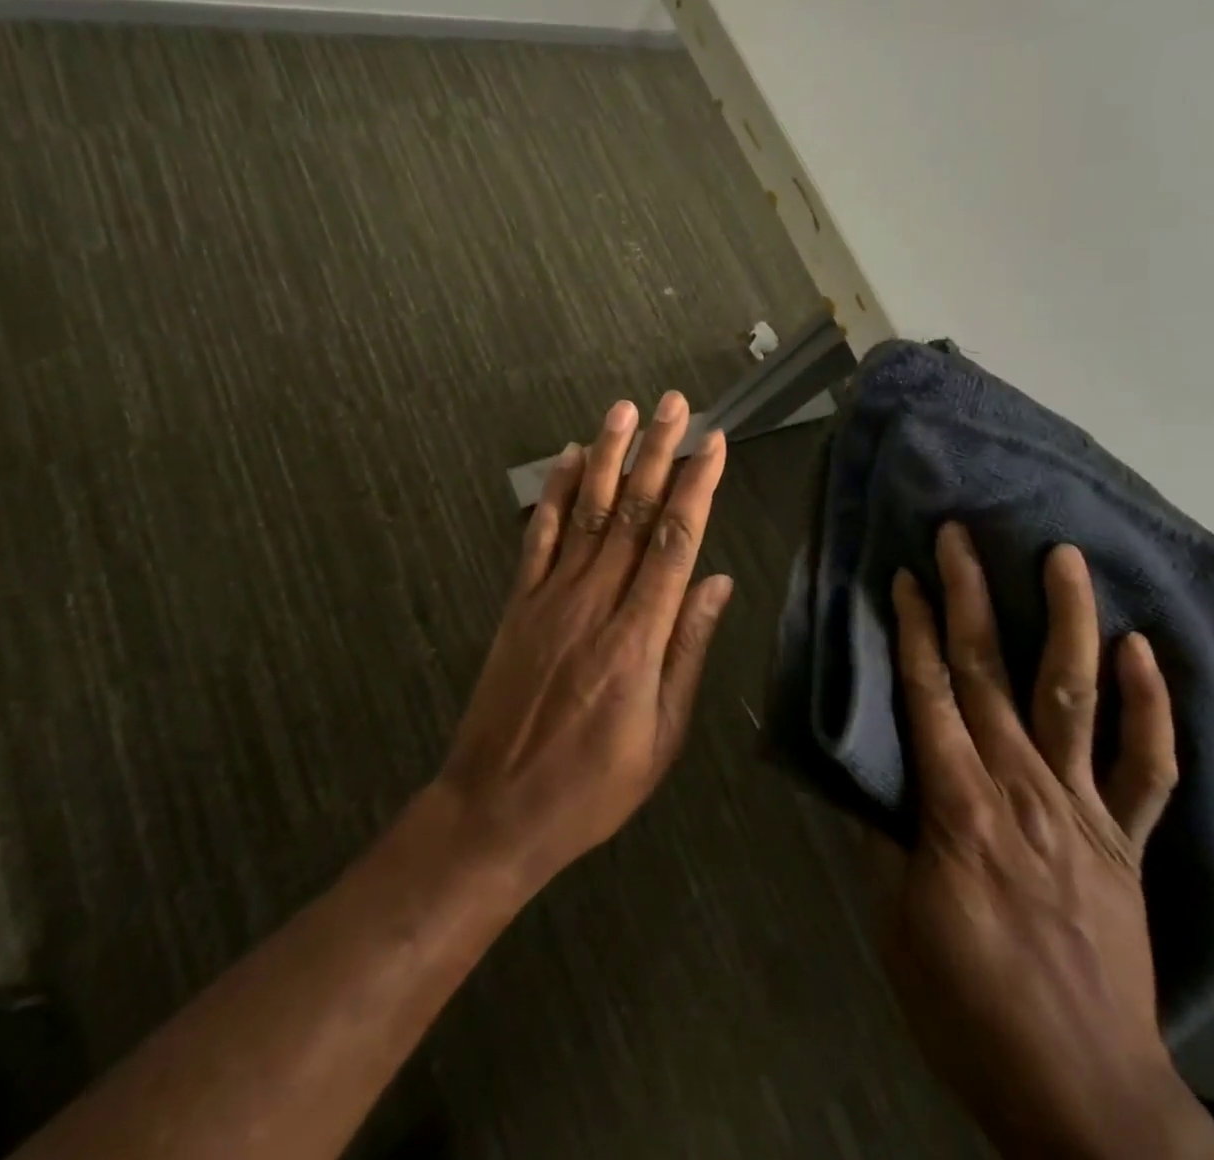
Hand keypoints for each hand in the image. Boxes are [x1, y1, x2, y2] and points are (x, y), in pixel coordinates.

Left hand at [438, 393, 732, 890]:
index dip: (696, 487)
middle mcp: (594, 603)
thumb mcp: (661, 736)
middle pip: (631, 512)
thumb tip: (717, 581)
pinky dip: (552, 493)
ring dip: (606, 456)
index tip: (713, 443)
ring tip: (622, 410)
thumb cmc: (592, 785)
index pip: (674, 542)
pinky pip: (538, 537)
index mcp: (637, 638)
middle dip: (656, 452)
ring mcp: (550, 598)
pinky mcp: (518, 603)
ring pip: (585, 512)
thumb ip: (687, 651)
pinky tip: (565, 458)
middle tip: (673, 404)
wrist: (496, 809)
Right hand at [874, 524, 1213, 1158]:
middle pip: (991, 674)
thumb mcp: (895, 920)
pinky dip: (1151, 706)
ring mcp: (1084, 810)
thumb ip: (878, 833)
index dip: (915, 629)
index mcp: (959, 807)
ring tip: (1063, 557)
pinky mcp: (1126, 840)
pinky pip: (1148, 767)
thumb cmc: (967, 1003)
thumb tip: (857, 766)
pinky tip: (1143, 650)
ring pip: (1075, 696)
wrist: (1083, 1093)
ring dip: (1068, 621)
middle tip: (960, 535)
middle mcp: (1023, 789)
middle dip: (971, 596)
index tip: (906, 573)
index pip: (929, 694)